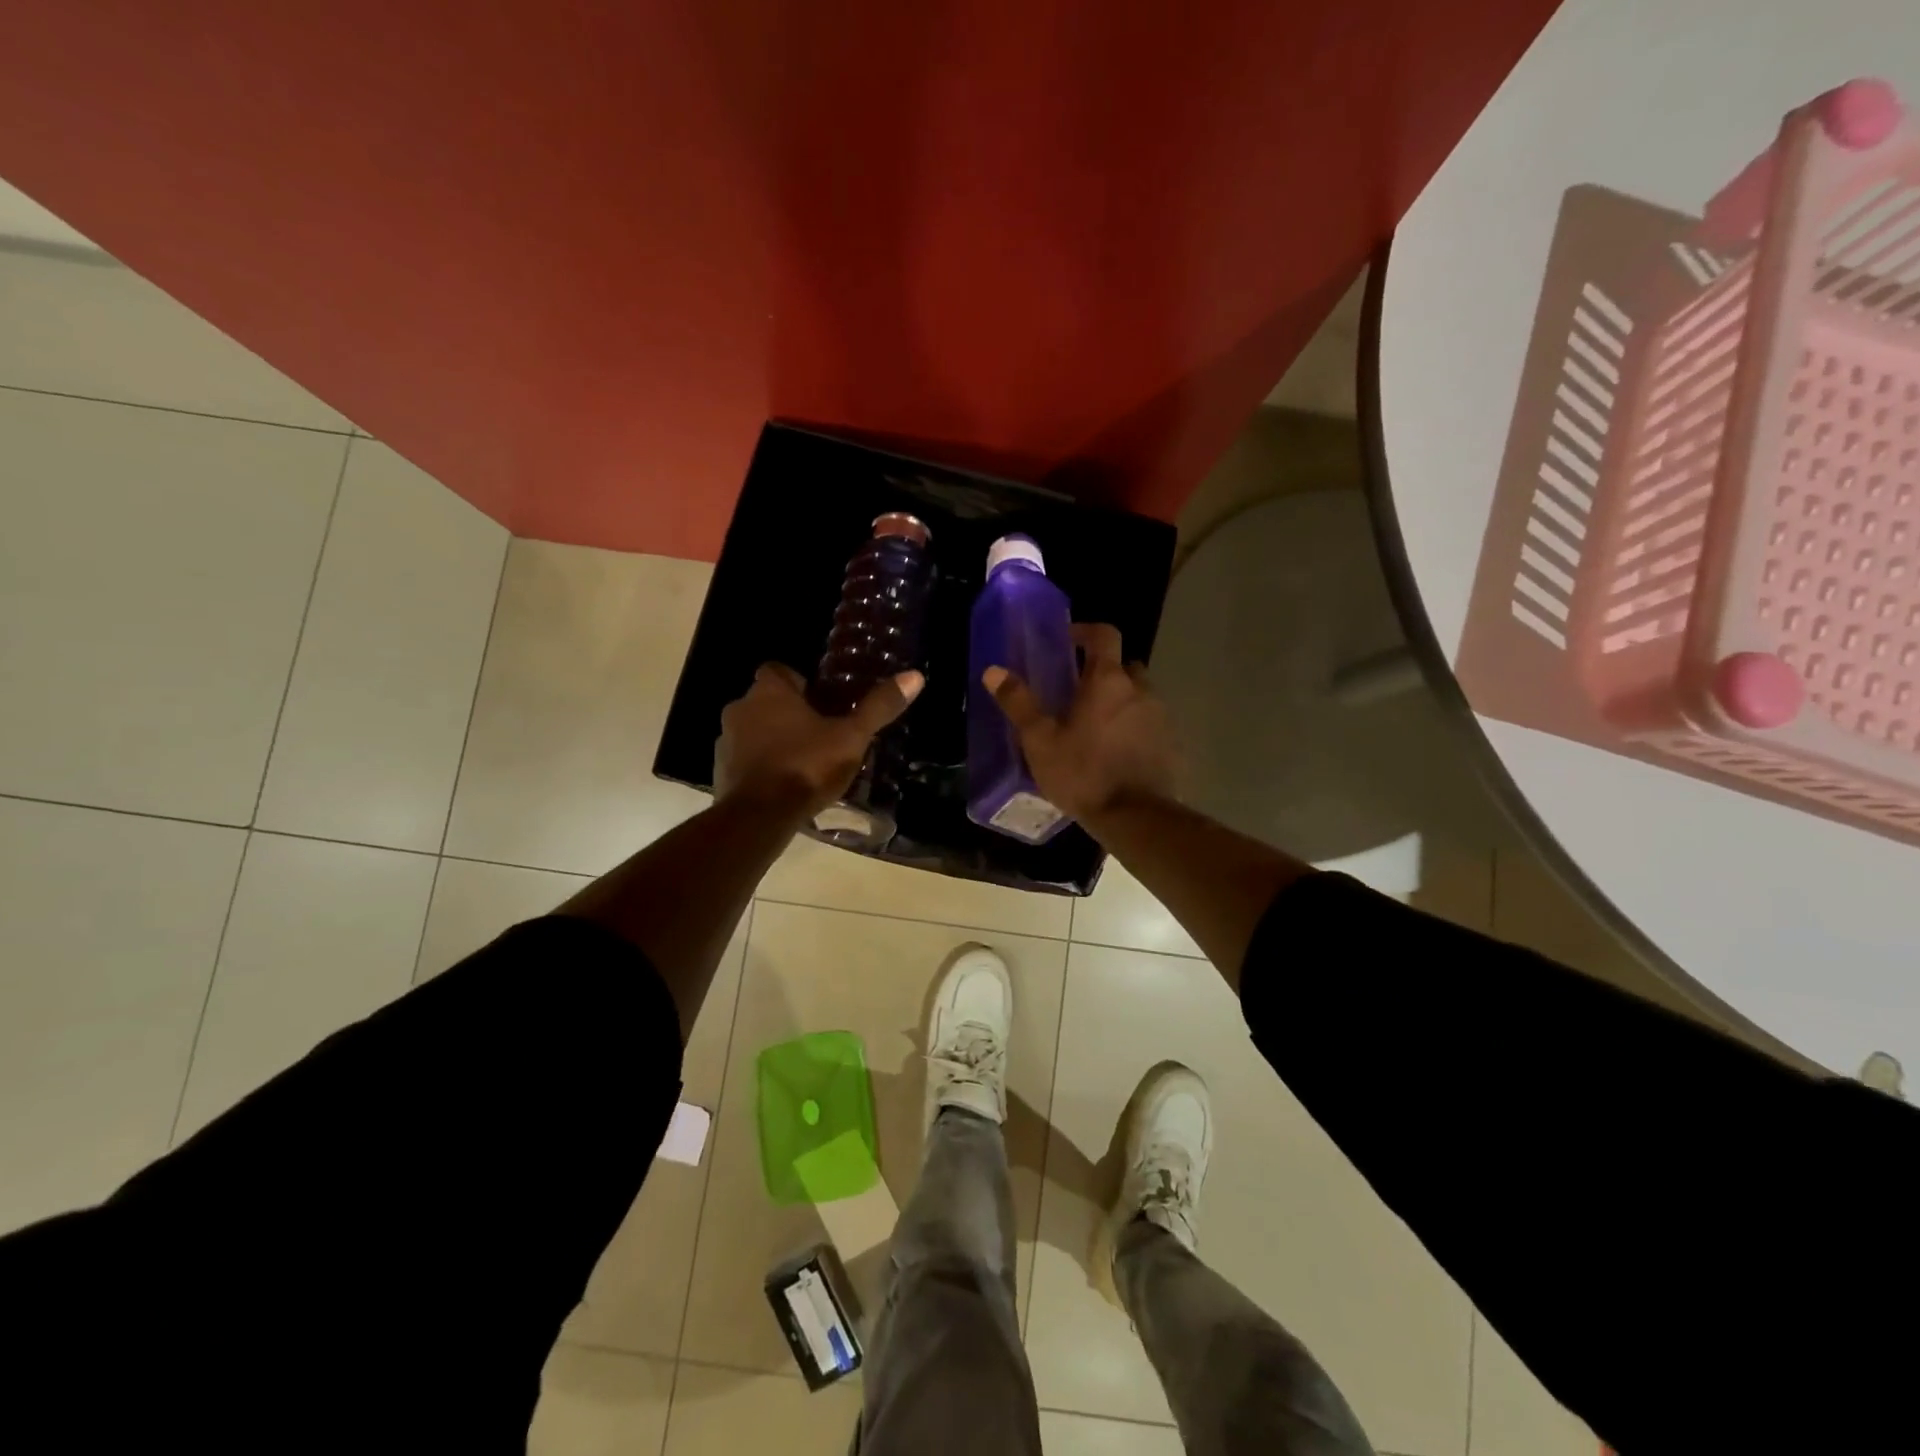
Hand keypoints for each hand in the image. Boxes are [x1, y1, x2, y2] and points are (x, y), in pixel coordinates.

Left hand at [715, 663, 922, 816]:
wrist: (759, 816)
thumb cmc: (807, 766)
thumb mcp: (851, 737)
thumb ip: (878, 707)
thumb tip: (915, 676)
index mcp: (770, 692)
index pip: (779, 671)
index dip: (799, 684)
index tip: (820, 702)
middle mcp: (740, 708)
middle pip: (766, 702)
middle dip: (788, 714)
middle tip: (818, 735)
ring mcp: (725, 741)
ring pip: (753, 731)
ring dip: (772, 741)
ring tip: (802, 763)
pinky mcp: (720, 771)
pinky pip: (744, 760)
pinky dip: (760, 767)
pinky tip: (782, 787)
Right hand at [982, 622, 1177, 822]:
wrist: (1135, 817)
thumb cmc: (1082, 773)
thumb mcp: (1040, 740)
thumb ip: (1018, 703)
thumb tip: (994, 671)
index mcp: (1108, 681)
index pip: (1105, 635)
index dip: (1086, 631)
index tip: (1069, 641)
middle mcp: (1140, 690)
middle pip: (1124, 666)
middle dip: (1104, 671)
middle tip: (1079, 691)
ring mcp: (1161, 717)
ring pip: (1139, 695)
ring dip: (1120, 701)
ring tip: (1095, 726)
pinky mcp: (1171, 744)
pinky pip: (1150, 723)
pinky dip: (1134, 727)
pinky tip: (1116, 751)